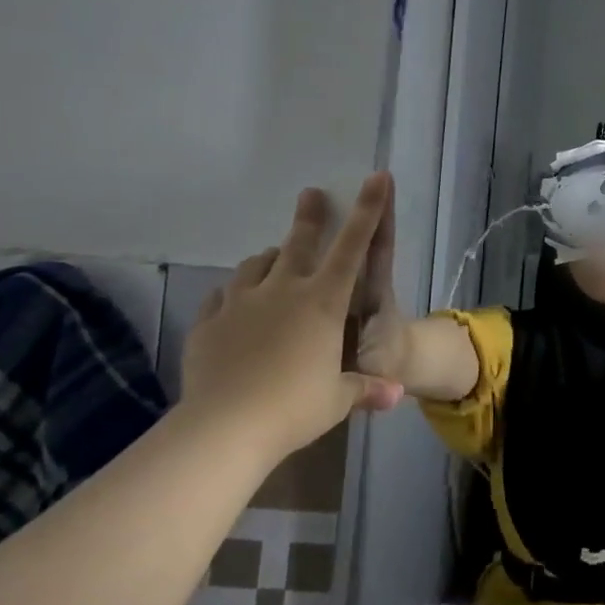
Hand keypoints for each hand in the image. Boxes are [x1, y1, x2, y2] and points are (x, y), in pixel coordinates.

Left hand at [180, 176, 403, 462]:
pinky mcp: (208, 324)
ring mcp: (241, 304)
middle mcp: (283, 291)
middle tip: (311, 194)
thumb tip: (396, 395)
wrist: (224, 427)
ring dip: (270, 258)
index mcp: (323, 302)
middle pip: (298, 243)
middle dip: (309, 217)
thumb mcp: (339, 399)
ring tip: (274, 258)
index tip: (375, 177)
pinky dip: (235, 294)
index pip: (353, 247)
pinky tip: (236, 302)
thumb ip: (366, 389)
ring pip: (256, 265)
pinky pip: (223, 297)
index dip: (368, 210)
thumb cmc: (295, 407)